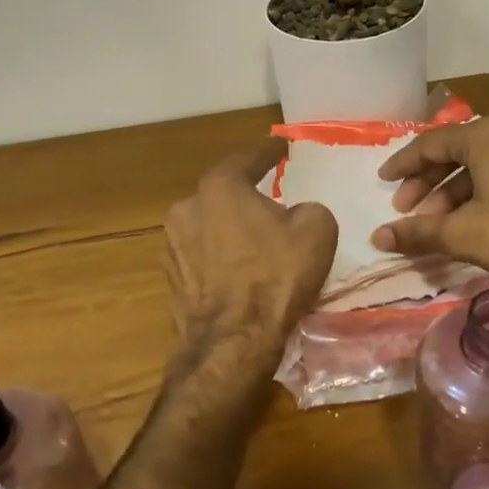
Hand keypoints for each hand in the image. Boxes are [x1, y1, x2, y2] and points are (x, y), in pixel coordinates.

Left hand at [164, 139, 336, 364]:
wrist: (234, 340)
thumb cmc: (277, 275)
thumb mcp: (317, 229)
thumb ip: (307, 208)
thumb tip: (295, 214)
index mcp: (221, 187)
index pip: (247, 158)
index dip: (268, 151)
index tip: (281, 147)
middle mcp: (188, 208)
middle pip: (223, 193)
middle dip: (245, 194)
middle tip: (270, 201)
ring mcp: (172, 245)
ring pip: (209, 225)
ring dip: (230, 228)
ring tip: (255, 241)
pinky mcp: (171, 279)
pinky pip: (202, 256)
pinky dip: (220, 257)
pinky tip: (239, 272)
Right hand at [371, 118, 488, 281]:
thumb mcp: (463, 233)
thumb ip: (418, 233)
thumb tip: (378, 237)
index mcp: (483, 136)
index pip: (429, 144)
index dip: (403, 165)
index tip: (384, 182)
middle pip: (454, 152)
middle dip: (427, 183)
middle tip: (407, 210)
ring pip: (480, 164)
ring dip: (453, 191)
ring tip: (438, 223)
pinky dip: (480, 190)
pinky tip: (473, 217)